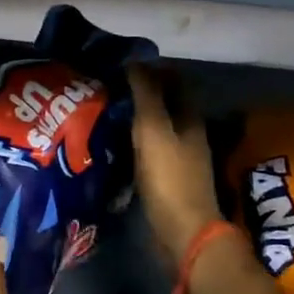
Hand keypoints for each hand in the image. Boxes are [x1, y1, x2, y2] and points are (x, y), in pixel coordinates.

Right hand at [127, 64, 223, 267]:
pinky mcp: (168, 179)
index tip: (122, 63)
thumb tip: (136, 61)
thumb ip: (146, 95)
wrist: (183, 232)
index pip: (174, 81)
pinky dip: (133, 140)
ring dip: (135, 117)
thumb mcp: (153, 130)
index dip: (152, 69)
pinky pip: (149, 149)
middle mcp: (188, 134)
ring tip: (104, 110)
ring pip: (157, 127)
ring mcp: (180, 158)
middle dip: (141, 92)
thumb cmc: (169, 177)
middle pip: (166, 103)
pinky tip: (113, 143)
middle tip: (108, 85)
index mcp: (189, 118)